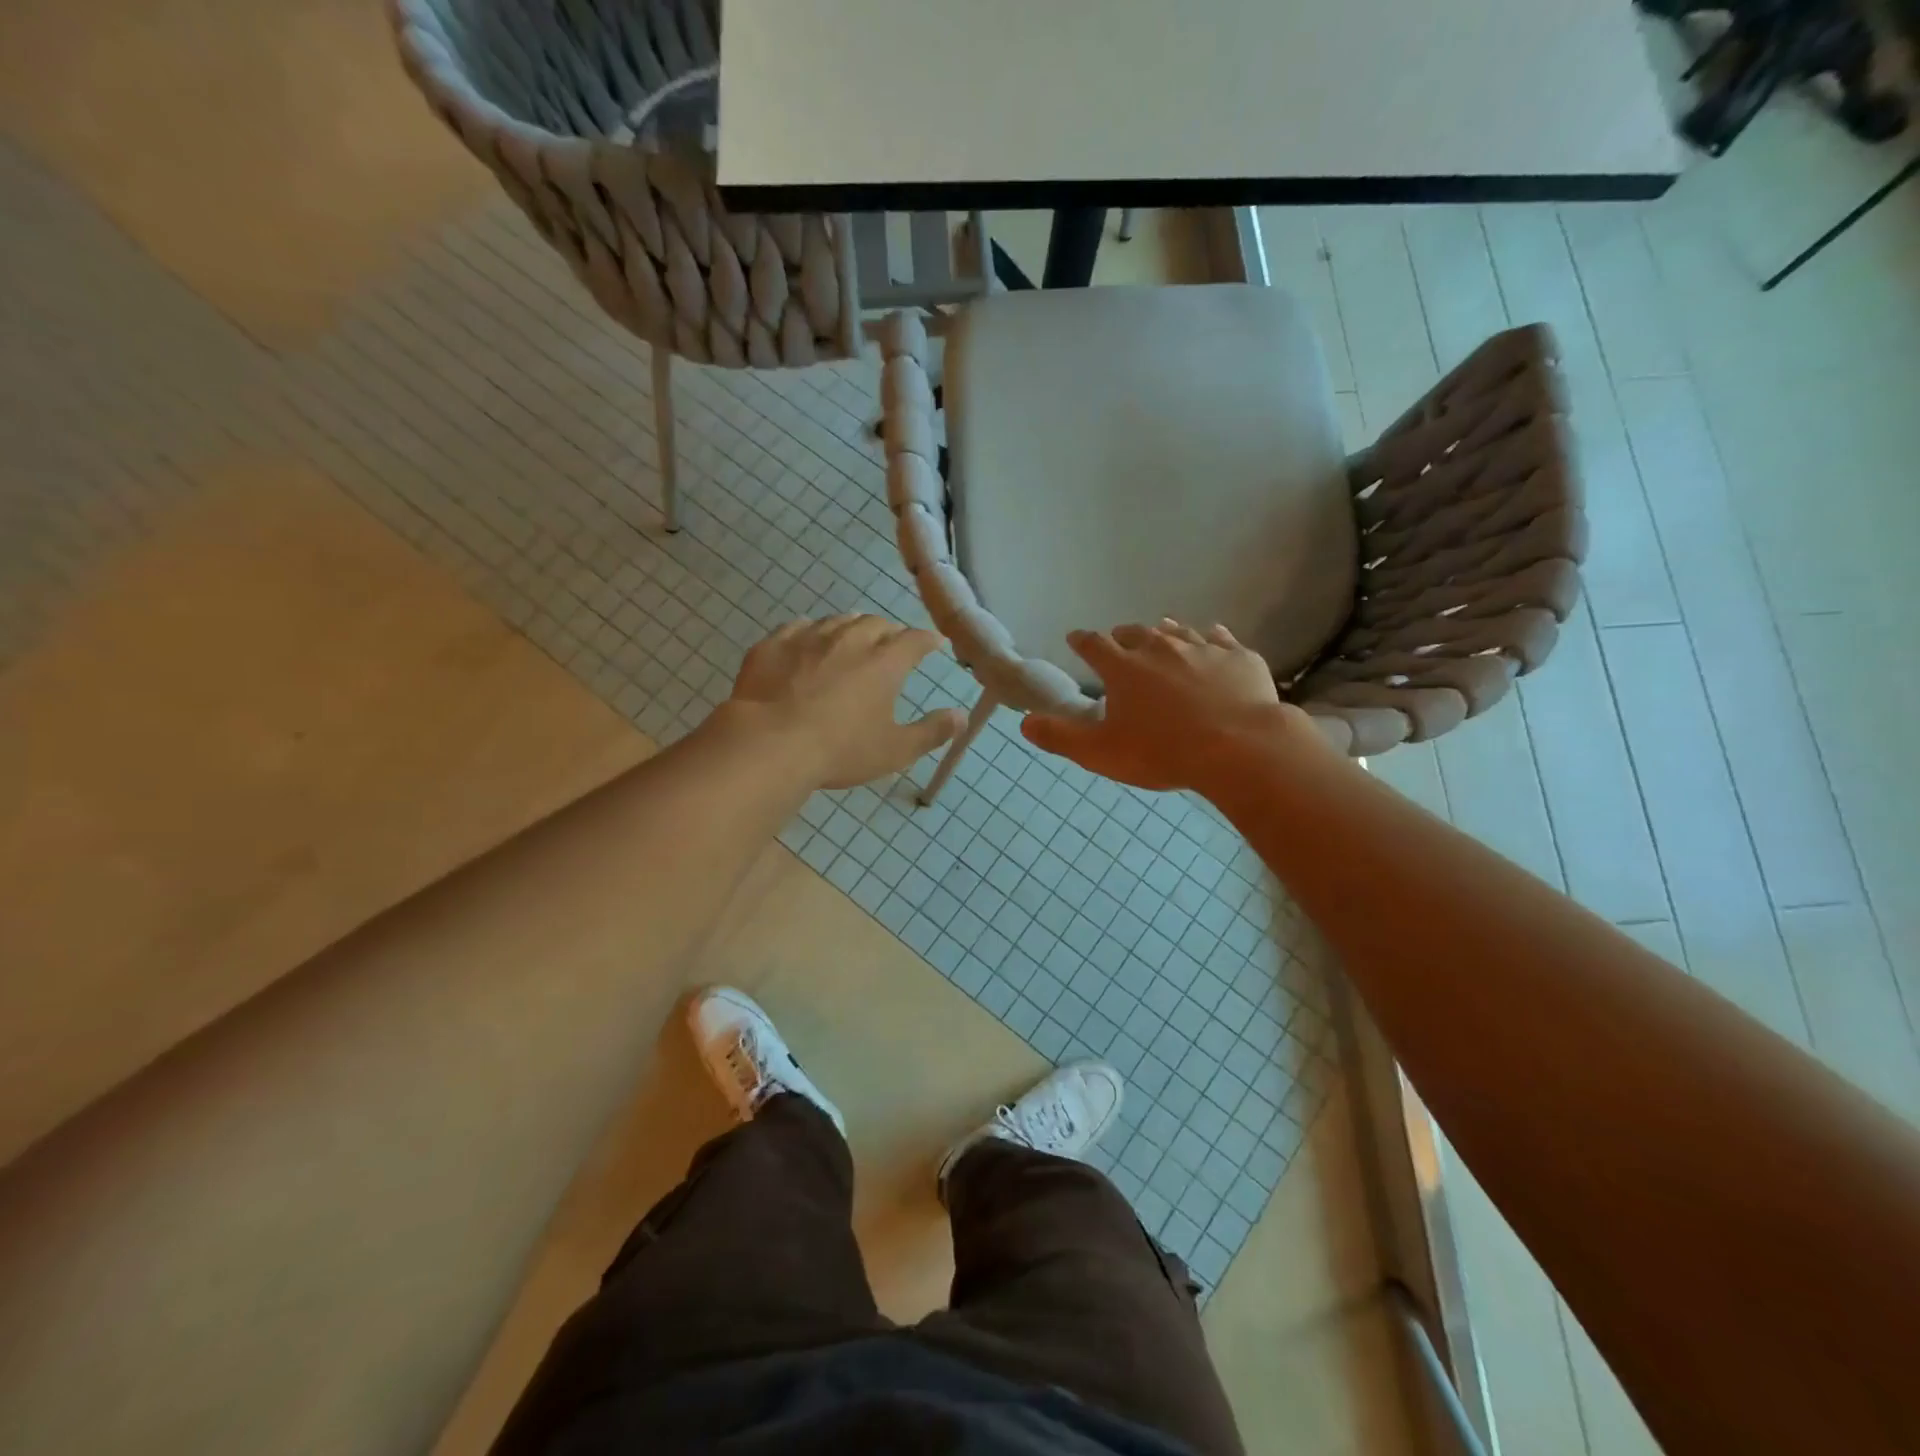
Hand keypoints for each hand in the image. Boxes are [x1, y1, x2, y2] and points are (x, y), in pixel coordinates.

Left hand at [721, 616, 963, 789]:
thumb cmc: (839, 750)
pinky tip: (806, 641)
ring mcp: (808, 638)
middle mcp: (849, 640)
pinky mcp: (773, 645)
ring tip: (852, 636)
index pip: (914, 640)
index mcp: (884, 663)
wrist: (769, 744)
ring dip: (850, 627)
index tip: (934, 642)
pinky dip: (808, 632)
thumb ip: (931, 732)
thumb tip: (961, 716)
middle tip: (891, 643)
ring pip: (836, 621)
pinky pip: (796, 627)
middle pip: (875, 624)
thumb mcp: (894, 750)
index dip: (927, 640)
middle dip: (888, 631)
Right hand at [1022, 620, 1319, 792]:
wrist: (1239, 748)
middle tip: (1119, 640)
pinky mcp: (1239, 657)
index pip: (1094, 645)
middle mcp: (1160, 648)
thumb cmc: (1162, 752)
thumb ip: (1061, 737)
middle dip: (1123, 636)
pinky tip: (1214, 638)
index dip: (1082, 641)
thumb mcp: (1101, 752)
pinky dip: (1212, 638)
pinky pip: (1221, 638)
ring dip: (1165, 632)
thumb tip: (1024, 723)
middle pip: (1136, 632)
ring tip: (1162, 633)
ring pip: (1178, 631)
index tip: (1075, 638)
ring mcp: (1203, 648)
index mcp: (1123, 668)